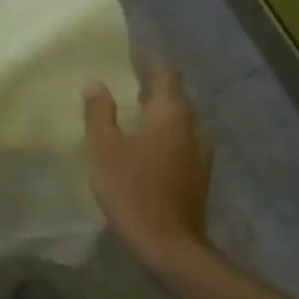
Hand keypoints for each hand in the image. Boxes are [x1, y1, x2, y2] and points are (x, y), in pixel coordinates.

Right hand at [83, 60, 212, 268]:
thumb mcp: (103, 150)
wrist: (168, 242)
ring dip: (162, 114)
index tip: (132, 55)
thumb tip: (96, 84)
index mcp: (170, 113)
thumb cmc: (131, 190)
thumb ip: (99, 113)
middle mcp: (193, 126)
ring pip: (182, 121)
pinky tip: (151, 149)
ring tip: (138, 116)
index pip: (165, 73)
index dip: (150, 61)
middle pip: (177, 96)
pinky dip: (168, 136)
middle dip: (155, 87)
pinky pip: (184, 142)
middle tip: (129, 84)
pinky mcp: (201, 175)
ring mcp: (202, 152)